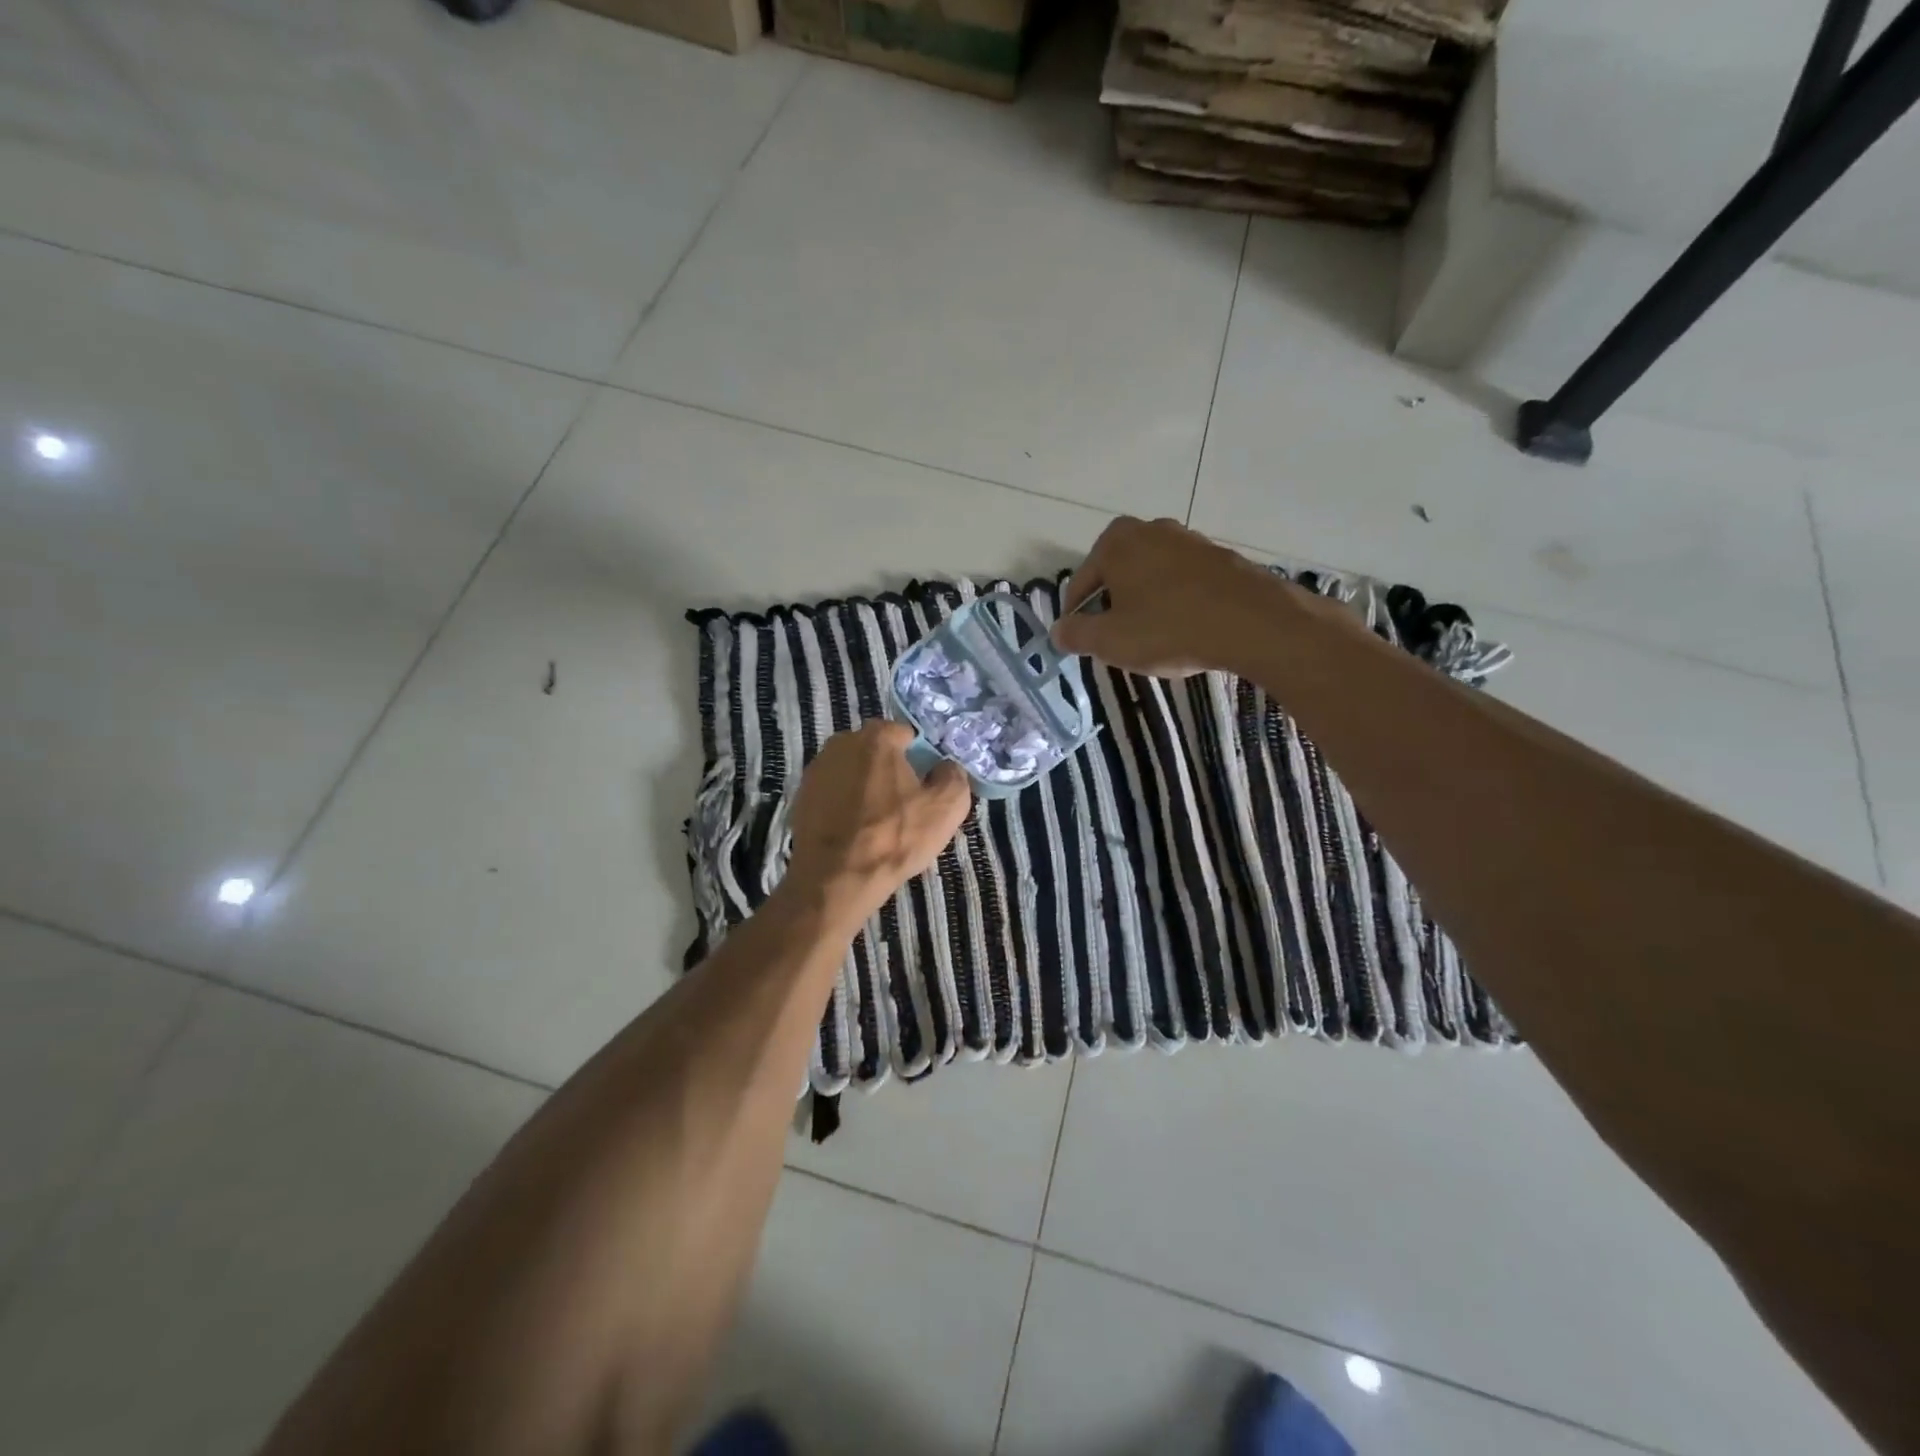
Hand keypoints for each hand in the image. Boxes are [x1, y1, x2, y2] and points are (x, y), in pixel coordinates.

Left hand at [781, 720, 971, 931]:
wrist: (835, 879)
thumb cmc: (894, 837)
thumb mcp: (947, 807)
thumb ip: (953, 775)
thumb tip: (945, 768)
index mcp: (876, 737)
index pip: (907, 735)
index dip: (921, 760)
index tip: (926, 788)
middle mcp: (840, 744)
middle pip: (877, 753)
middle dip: (891, 773)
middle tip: (905, 807)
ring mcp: (815, 771)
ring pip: (853, 774)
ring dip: (866, 791)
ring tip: (878, 825)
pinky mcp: (800, 799)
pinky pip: (834, 796)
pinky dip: (844, 809)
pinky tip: (854, 835)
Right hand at [1051, 516, 1303, 676]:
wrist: (1252, 623)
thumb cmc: (1168, 628)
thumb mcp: (1109, 641)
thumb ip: (1076, 634)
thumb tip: (1058, 631)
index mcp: (1116, 542)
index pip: (1080, 583)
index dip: (1076, 617)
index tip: (1080, 642)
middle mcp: (1150, 530)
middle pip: (1116, 576)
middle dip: (1112, 607)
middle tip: (1116, 642)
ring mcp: (1189, 540)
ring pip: (1151, 578)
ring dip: (1145, 605)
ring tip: (1152, 639)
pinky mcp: (1220, 556)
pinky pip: (1183, 582)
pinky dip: (1176, 603)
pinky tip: (1184, 630)